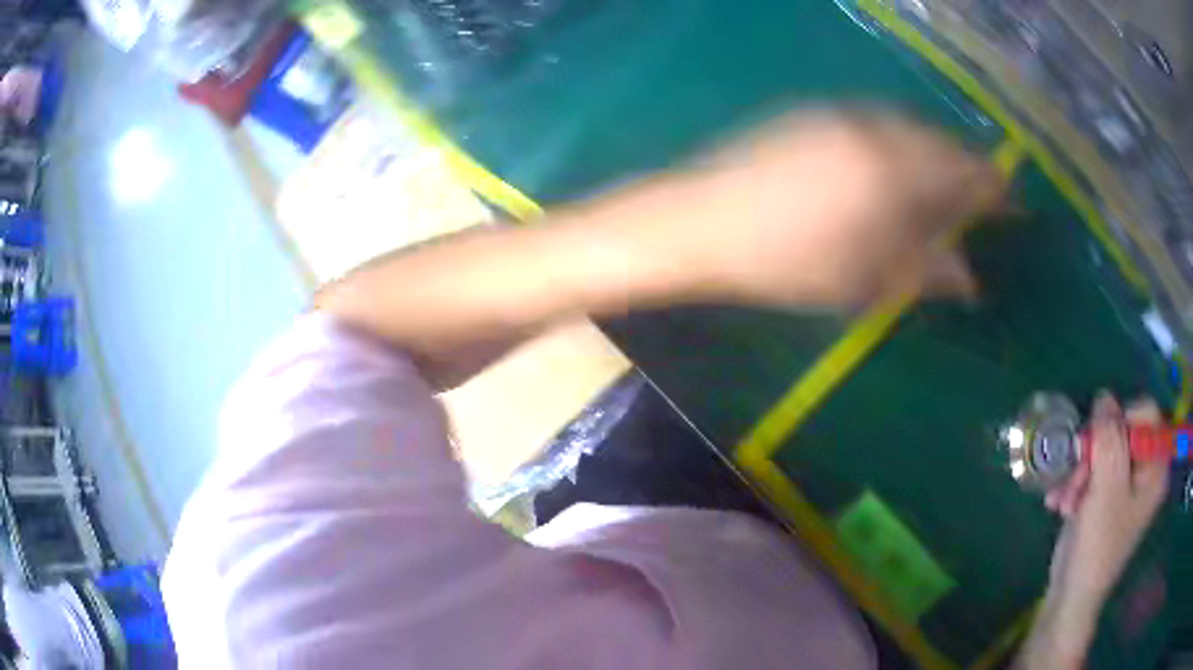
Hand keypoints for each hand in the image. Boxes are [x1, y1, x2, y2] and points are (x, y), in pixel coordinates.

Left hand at [628, 111, 1006, 307]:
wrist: (700, 219)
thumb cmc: (785, 260)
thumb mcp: (864, 279)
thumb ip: (925, 272)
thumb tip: (970, 278)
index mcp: (894, 168)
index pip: (966, 171)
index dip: (995, 190)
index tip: (1013, 209)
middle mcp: (874, 127)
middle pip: (941, 143)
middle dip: (967, 173)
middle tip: (979, 206)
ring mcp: (841, 113)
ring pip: (910, 129)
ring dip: (934, 158)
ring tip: (941, 194)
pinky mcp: (814, 113)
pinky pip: (878, 124)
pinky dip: (901, 146)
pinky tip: (893, 174)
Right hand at [1043, 394, 1168, 624]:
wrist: (1070, 598)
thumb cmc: (1097, 548)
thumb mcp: (1106, 491)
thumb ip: (1109, 439)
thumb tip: (1104, 397)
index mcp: (1155, 468)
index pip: (1146, 414)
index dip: (1121, 421)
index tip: (1097, 445)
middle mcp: (1144, 471)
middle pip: (1122, 432)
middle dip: (1093, 453)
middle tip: (1075, 478)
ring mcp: (1125, 485)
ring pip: (1103, 452)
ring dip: (1079, 471)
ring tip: (1063, 500)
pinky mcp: (1106, 497)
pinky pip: (1093, 472)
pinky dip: (1075, 484)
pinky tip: (1061, 504)